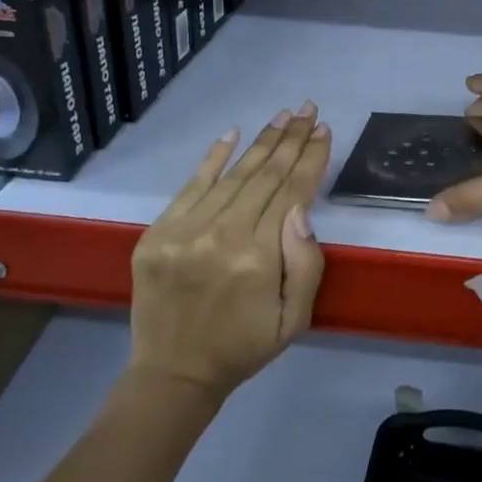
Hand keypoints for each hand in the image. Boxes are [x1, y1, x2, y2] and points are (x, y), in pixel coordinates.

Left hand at [129, 103, 331, 398]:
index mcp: (258, 258)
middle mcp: (221, 235)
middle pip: (265, 175)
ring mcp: (184, 231)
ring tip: (283, 116)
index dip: (310, 158)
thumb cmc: (244, 346)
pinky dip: (213, 157)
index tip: (323, 130)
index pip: (291, 192)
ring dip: (262, 141)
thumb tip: (301, 209)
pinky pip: (191, 185)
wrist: (173, 373)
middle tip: (308, 108)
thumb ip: (305, 264)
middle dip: (291, 139)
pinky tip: (233, 133)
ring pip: (233, 174)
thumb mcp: (295, 319)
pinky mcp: (158, 232)